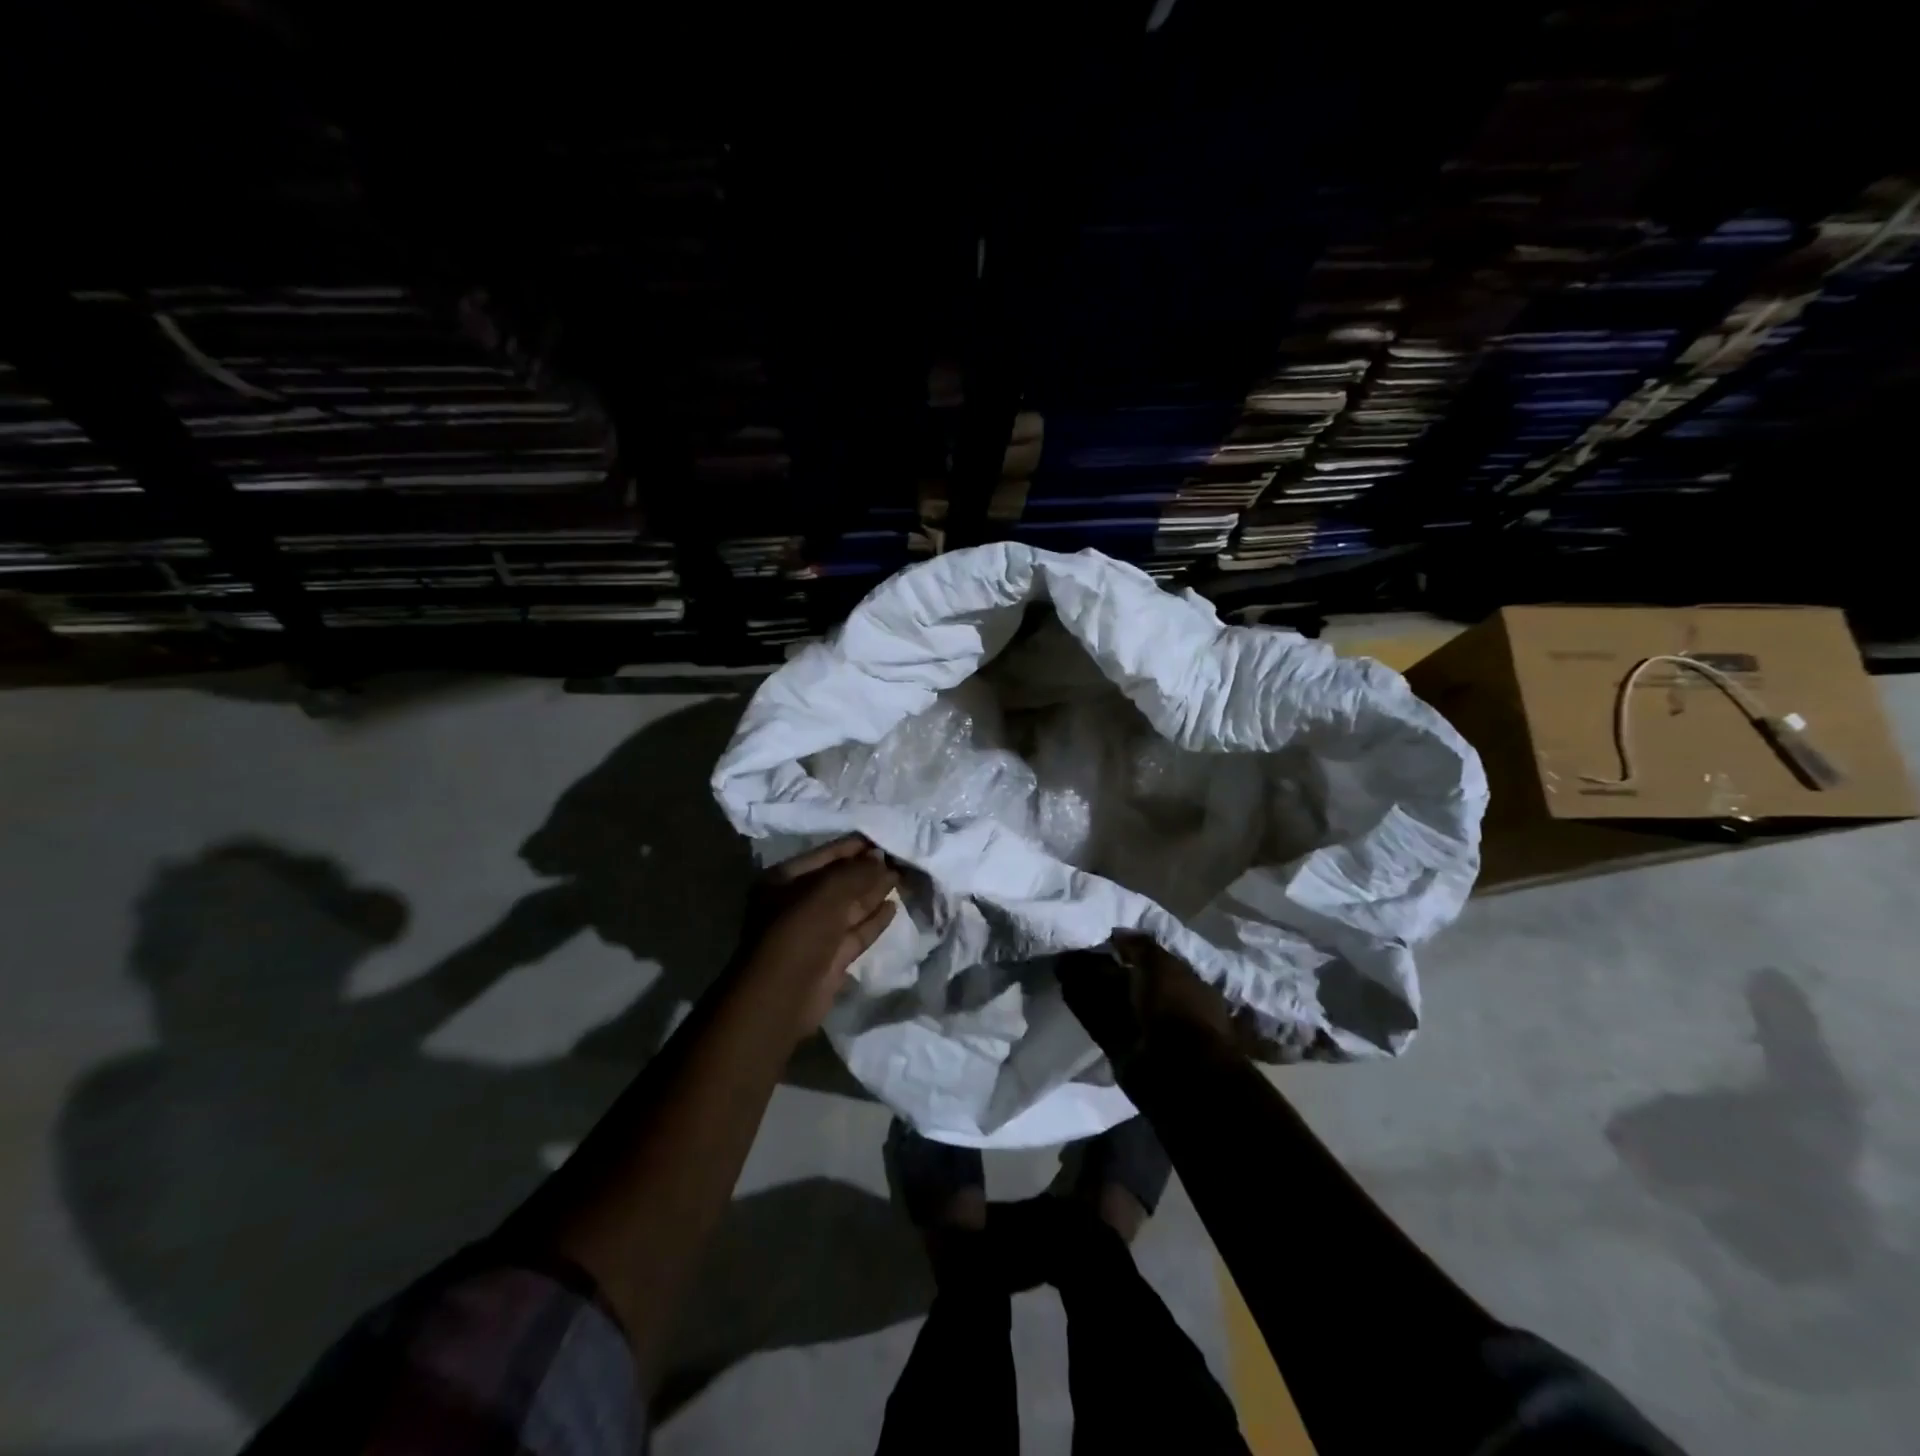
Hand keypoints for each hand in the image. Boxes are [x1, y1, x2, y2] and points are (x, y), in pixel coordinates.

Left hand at [743, 836, 899, 1032]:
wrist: (783, 996)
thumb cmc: (798, 932)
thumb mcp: (827, 892)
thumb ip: (857, 872)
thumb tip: (881, 859)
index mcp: (785, 879)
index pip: (826, 854)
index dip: (856, 847)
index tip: (886, 838)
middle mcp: (798, 902)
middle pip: (840, 880)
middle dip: (869, 869)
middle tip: (902, 857)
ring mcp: (815, 931)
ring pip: (851, 906)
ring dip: (875, 892)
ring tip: (904, 877)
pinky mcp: (831, 957)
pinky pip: (856, 931)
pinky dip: (874, 919)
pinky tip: (894, 906)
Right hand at [1060, 932, 1243, 1065]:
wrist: (1177, 1070)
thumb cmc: (1178, 1007)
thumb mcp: (1163, 966)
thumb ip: (1140, 946)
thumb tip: (1118, 932)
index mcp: (1185, 985)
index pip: (1154, 962)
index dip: (1129, 949)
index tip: (1104, 936)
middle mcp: (1164, 1006)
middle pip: (1128, 981)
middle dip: (1103, 965)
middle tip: (1074, 948)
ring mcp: (1142, 1029)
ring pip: (1110, 1000)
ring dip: (1088, 983)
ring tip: (1061, 963)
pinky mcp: (1120, 1049)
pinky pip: (1098, 1021)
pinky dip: (1082, 1005)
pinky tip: (1064, 986)